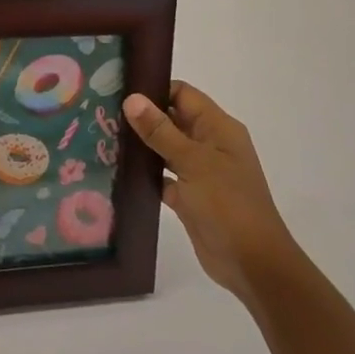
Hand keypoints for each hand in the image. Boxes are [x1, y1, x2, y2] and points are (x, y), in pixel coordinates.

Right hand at [122, 81, 300, 303]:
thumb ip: (160, 131)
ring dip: (141, 146)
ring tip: (104, 138)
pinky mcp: (190, 197)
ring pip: (166, 149)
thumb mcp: (193, 162)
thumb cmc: (227, 204)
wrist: (251, 263)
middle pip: (172, 120)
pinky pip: (164, 177)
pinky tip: (118, 172)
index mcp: (218, 128)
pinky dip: (146, 174)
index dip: (154, 90)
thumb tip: (132, 98)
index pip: (183, 95)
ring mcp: (200, 172)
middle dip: (142, 117)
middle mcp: (210, 145)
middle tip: (103, 113)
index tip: (119, 91)